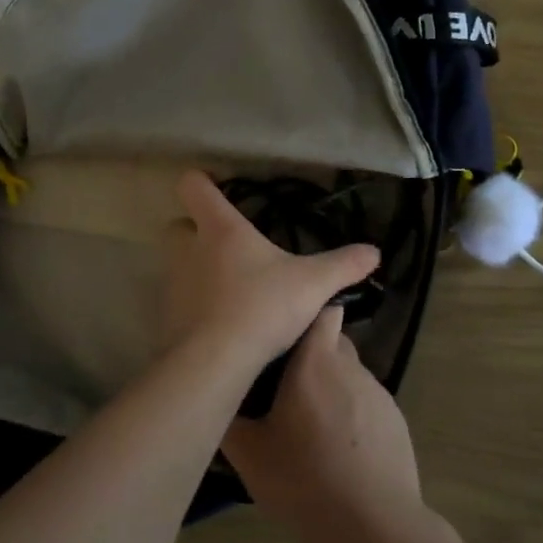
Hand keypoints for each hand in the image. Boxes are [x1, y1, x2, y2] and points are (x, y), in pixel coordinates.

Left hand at [163, 170, 379, 374]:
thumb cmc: (262, 306)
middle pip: (180, 225)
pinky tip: (219, 320)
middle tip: (228, 244)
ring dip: (196, 268)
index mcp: (221, 229)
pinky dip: (194, 303)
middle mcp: (189, 249)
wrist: (215, 361)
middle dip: (197, 230)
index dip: (201, 181)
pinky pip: (179, 299)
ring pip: (178, 263)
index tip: (218, 187)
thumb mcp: (313, 284)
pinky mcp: (168, 315)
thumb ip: (343, 265)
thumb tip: (374, 252)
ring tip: (229, 286)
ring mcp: (173, 283)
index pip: (193, 186)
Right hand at [221, 307, 421, 541]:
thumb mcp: (249, 453)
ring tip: (310, 426)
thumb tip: (215, 395)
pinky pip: (366, 404)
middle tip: (284, 387)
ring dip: (330, 388)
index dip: (305, 313)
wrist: (373, 526)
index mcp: (315, 361)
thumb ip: (229, 416)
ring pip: (348, 375)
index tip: (283, 330)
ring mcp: (378, 393)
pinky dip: (351, 415)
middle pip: (331, 342)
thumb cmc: (304, 479)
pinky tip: (338, 451)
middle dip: (311, 356)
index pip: (321, 309)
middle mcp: (350, 367)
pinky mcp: (396, 421)